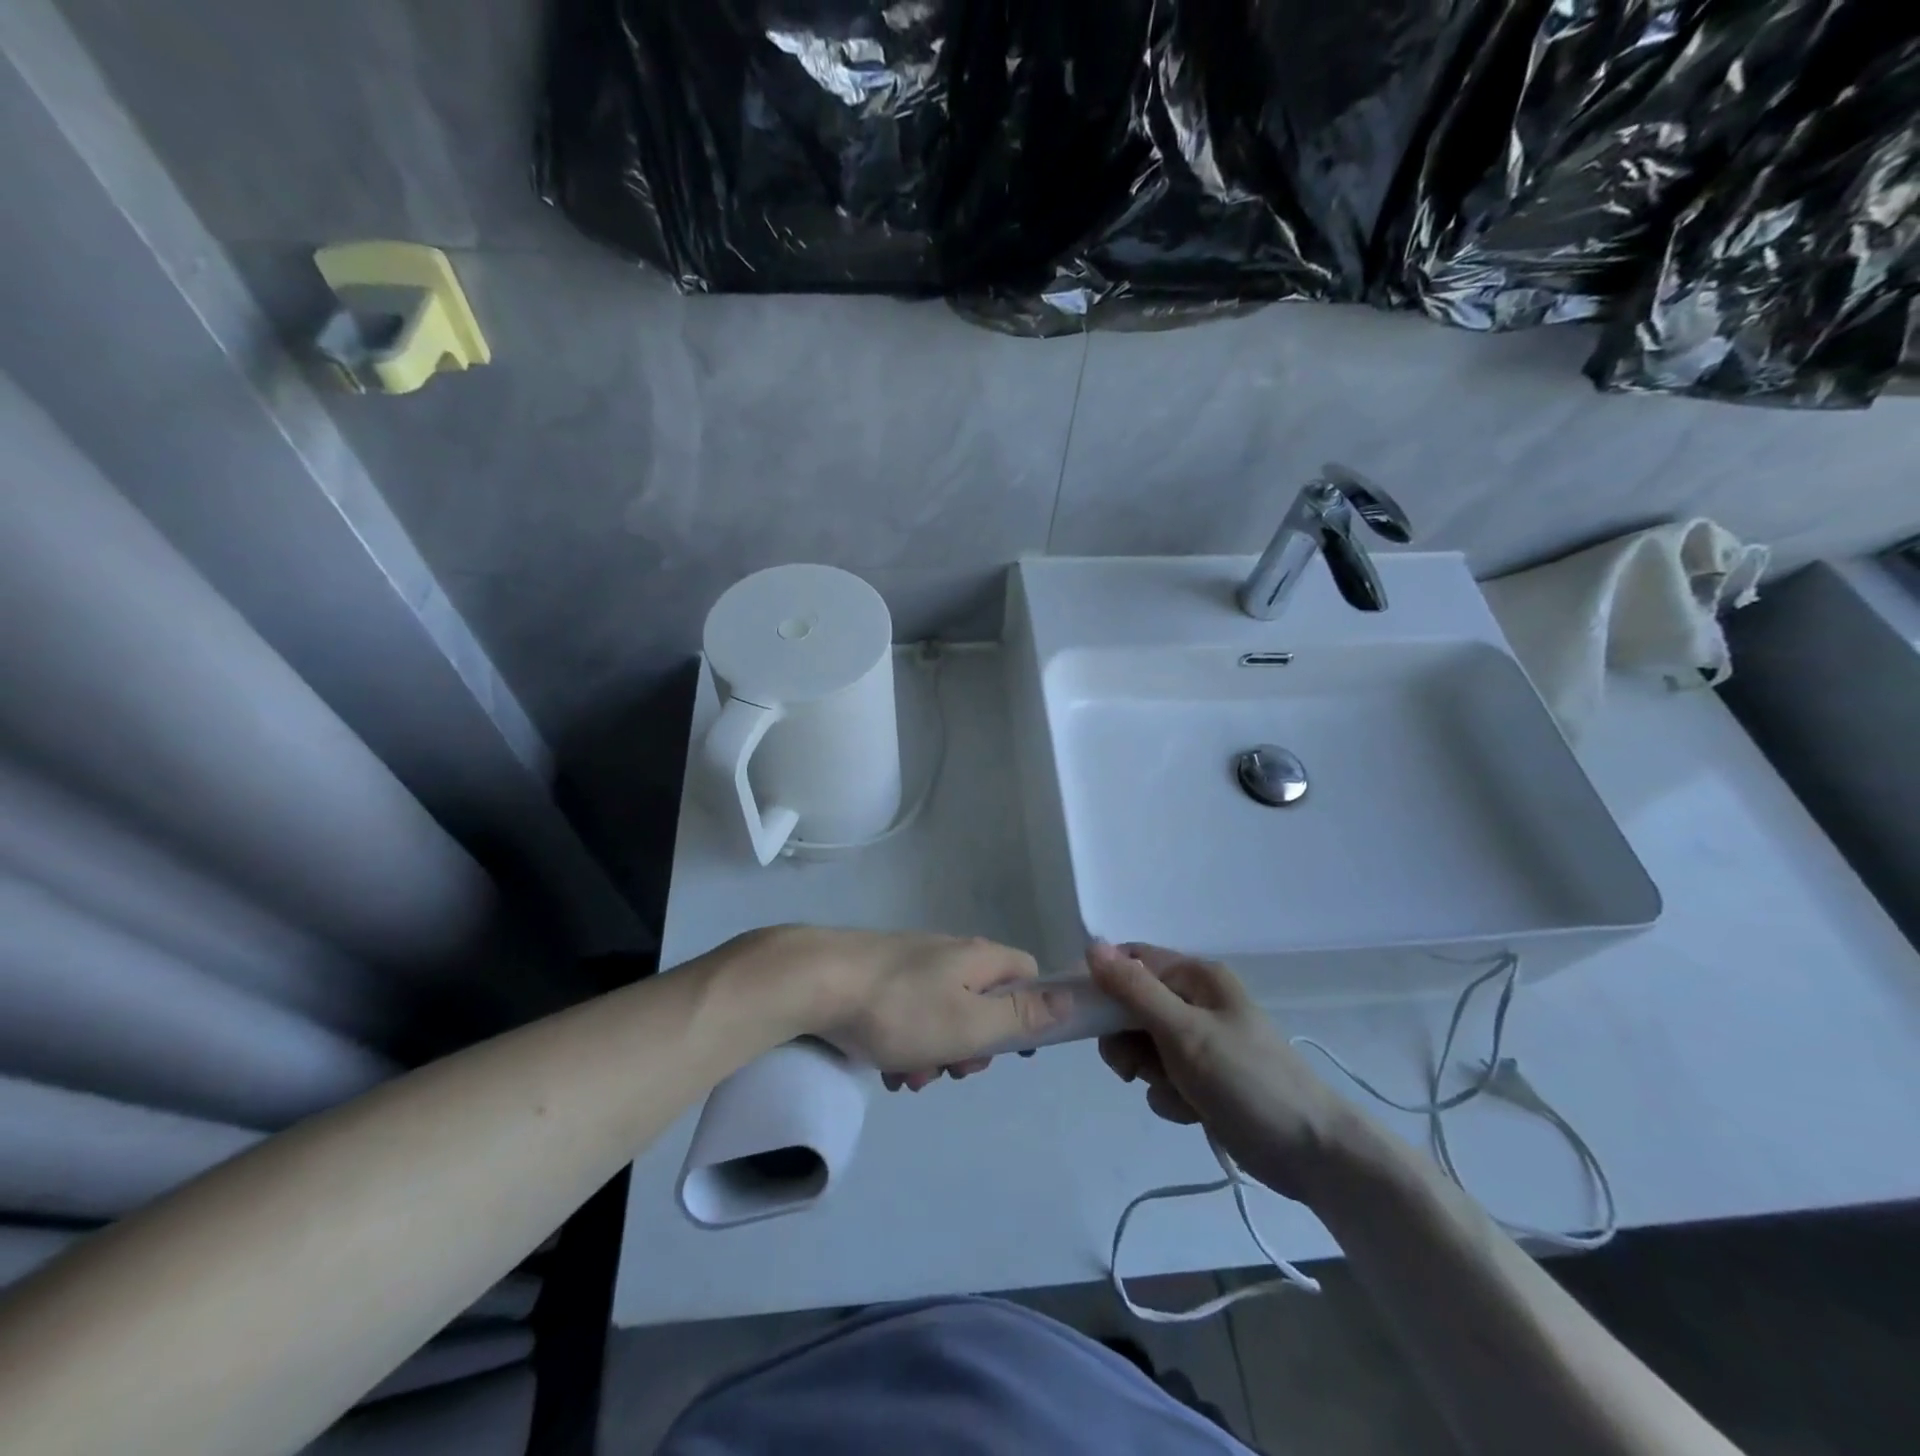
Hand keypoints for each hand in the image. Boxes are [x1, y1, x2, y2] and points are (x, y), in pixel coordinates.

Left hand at [768, 927, 1058, 1089]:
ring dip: (935, 1053)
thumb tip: (1071, 998)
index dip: (1030, 1013)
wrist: (815, 980)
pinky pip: (909, 1015)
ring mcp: (912, 963)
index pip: (1028, 975)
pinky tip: (885, 1067)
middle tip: (952, 1071)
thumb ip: (1022, 1016)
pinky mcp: (880, 976)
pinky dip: (905, 1043)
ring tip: (908, 1078)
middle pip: (984, 1001)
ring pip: (943, 1015)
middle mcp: (950, 953)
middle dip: (972, 1045)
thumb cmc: (901, 1009)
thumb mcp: (970, 1023)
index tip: (1013, 1051)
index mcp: (979, 958)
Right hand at [1089, 942, 1361, 1201]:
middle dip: (1126, 1039)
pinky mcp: (1204, 1078)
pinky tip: (1192, 1110)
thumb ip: (1134, 990)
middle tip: (1132, 1066)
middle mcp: (1196, 1001)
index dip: (1103, 983)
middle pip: (1131, 1006)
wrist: (1312, 1152)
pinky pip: (1162, 1077)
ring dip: (1148, 1072)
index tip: (1085, 1015)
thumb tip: (1090, 945)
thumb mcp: (1184, 1032)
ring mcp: (1201, 1041)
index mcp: (1195, 977)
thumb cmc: (1247, 1080)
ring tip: (1176, 1091)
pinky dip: (1168, 1094)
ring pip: (1142, 1045)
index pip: (1131, 961)